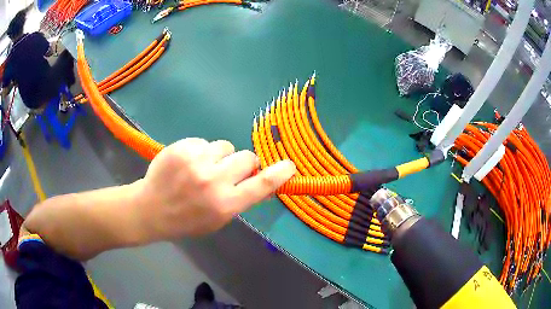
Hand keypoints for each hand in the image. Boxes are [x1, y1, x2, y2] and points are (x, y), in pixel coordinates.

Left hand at [136, 138, 295, 240]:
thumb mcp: (218, 219)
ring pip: (225, 146)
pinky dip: (200, 151)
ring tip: (201, 168)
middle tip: (228, 171)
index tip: (289, 165)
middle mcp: (213, 181)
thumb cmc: (187, 220)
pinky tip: (186, 163)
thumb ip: (240, 199)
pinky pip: (204, 142)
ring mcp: (196, 162)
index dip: (280, 173)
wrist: (151, 209)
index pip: (262, 185)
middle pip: (246, 157)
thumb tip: (262, 181)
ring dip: (219, 156)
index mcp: (225, 204)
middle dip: (242, 163)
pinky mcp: (182, 148)